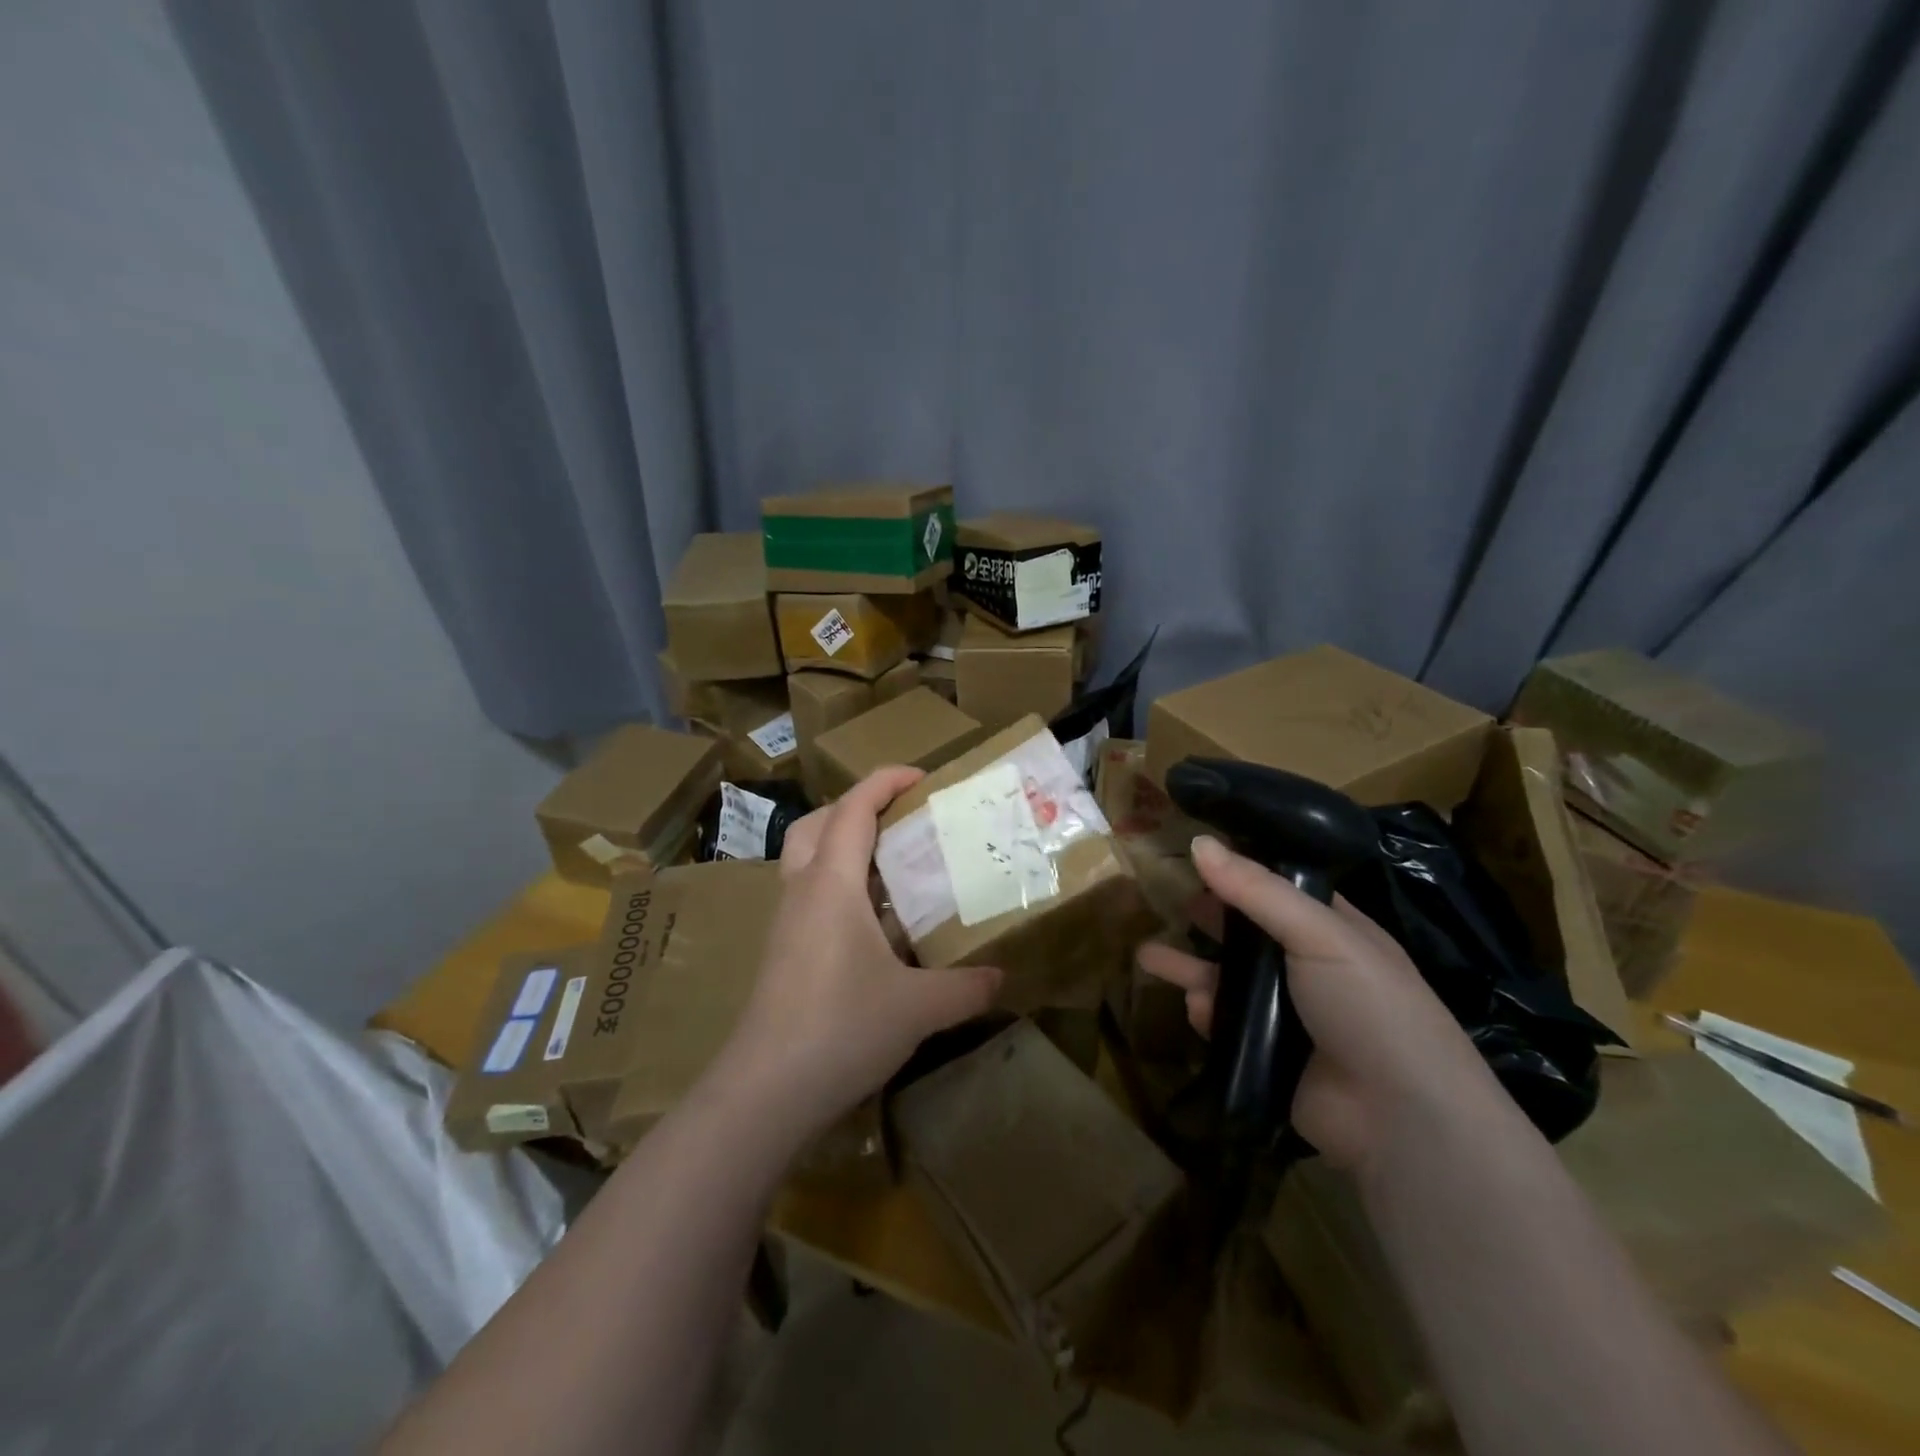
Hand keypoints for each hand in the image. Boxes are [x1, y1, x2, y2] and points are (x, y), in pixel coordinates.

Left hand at [718, 768, 1001, 1140]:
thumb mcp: (918, 1007)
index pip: (853, 808)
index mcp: (832, 883)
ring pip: (807, 860)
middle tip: (901, 819)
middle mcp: (803, 891)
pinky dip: (841, 888)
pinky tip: (876, 925)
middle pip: (817, 823)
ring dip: (844, 848)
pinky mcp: (783, 953)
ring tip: (894, 867)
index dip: (885, 781)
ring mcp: (787, 923)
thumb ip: (966, 986)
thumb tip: (1003, 976)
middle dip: (857, 808)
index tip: (923, 776)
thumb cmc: (842, 1027)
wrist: (766, 1091)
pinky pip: (811, 897)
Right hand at [1137, 835, 1492, 1172]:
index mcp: (1332, 930)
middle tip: (1167, 903)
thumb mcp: (1319, 934)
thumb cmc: (1370, 1006)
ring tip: (1145, 956)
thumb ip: (1257, 890)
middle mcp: (1309, 968)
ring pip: (1227, 980)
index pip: (1279, 889)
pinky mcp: (1267, 1055)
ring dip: (1189, 968)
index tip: (1194, 854)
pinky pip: (1224, 1024)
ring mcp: (1287, 1015)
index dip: (1239, 871)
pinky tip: (1194, 1008)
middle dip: (1206, 919)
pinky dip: (1206, 1013)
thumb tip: (1198, 842)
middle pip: (1245, 934)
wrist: (1400, 1118)